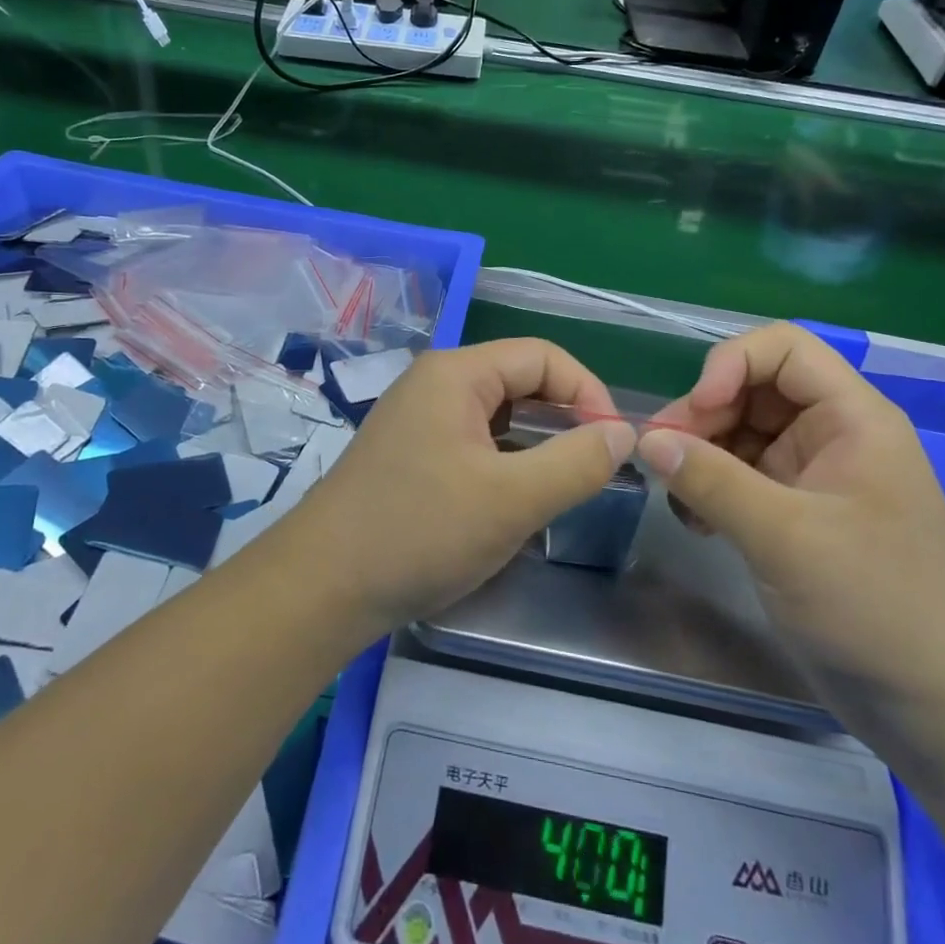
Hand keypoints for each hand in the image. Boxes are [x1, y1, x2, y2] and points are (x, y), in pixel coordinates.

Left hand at [289, 340, 635, 631]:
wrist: (322, 586)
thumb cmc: (420, 532)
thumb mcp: (512, 500)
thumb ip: (577, 462)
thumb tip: (622, 433)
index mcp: (456, 373)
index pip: (542, 356)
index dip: (588, 392)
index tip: (615, 445)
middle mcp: (434, 381)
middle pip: (518, 379)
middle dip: (563, 417)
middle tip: (592, 468)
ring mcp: (416, 416)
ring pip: (496, 413)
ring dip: (534, 441)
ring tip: (558, 485)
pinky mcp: (408, 451)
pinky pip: (472, 439)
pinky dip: (503, 459)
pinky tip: (511, 499)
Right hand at [638, 324, 944, 739]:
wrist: (937, 711)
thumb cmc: (875, 607)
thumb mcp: (785, 537)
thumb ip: (711, 480)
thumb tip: (646, 440)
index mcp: (852, 418)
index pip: (783, 348)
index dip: (731, 363)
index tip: (696, 411)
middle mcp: (832, 434)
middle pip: (752, 388)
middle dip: (703, 415)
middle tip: (663, 458)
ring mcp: (813, 475)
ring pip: (740, 431)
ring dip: (700, 454)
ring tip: (679, 498)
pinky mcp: (796, 513)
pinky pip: (740, 475)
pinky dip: (710, 488)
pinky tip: (695, 523)